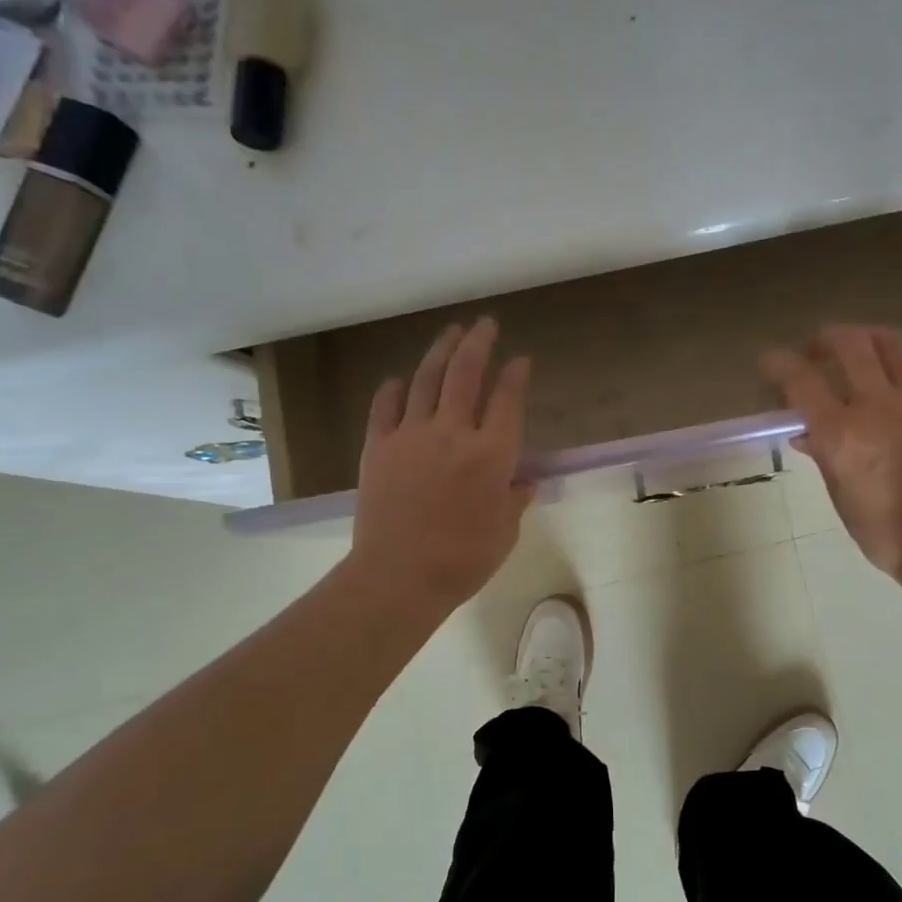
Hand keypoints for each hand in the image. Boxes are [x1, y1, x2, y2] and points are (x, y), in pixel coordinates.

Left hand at [349, 317, 533, 618]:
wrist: (399, 577)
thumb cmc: (463, 560)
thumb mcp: (505, 532)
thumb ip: (515, 499)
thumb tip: (523, 480)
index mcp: (492, 455)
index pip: (508, 400)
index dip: (516, 376)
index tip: (522, 360)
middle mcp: (453, 433)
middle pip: (465, 374)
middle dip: (478, 343)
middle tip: (485, 324)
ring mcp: (411, 436)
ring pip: (426, 379)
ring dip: (440, 351)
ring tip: (451, 332)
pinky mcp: (378, 447)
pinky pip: (385, 406)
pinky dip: (394, 389)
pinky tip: (401, 380)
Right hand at [762, 325, 901, 586]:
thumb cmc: (884, 532)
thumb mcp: (840, 495)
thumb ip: (823, 455)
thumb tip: (806, 434)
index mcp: (842, 434)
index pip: (801, 380)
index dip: (779, 363)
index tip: (770, 361)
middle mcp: (878, 405)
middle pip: (849, 344)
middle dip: (826, 338)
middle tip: (817, 349)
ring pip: (892, 344)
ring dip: (868, 338)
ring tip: (860, 349)